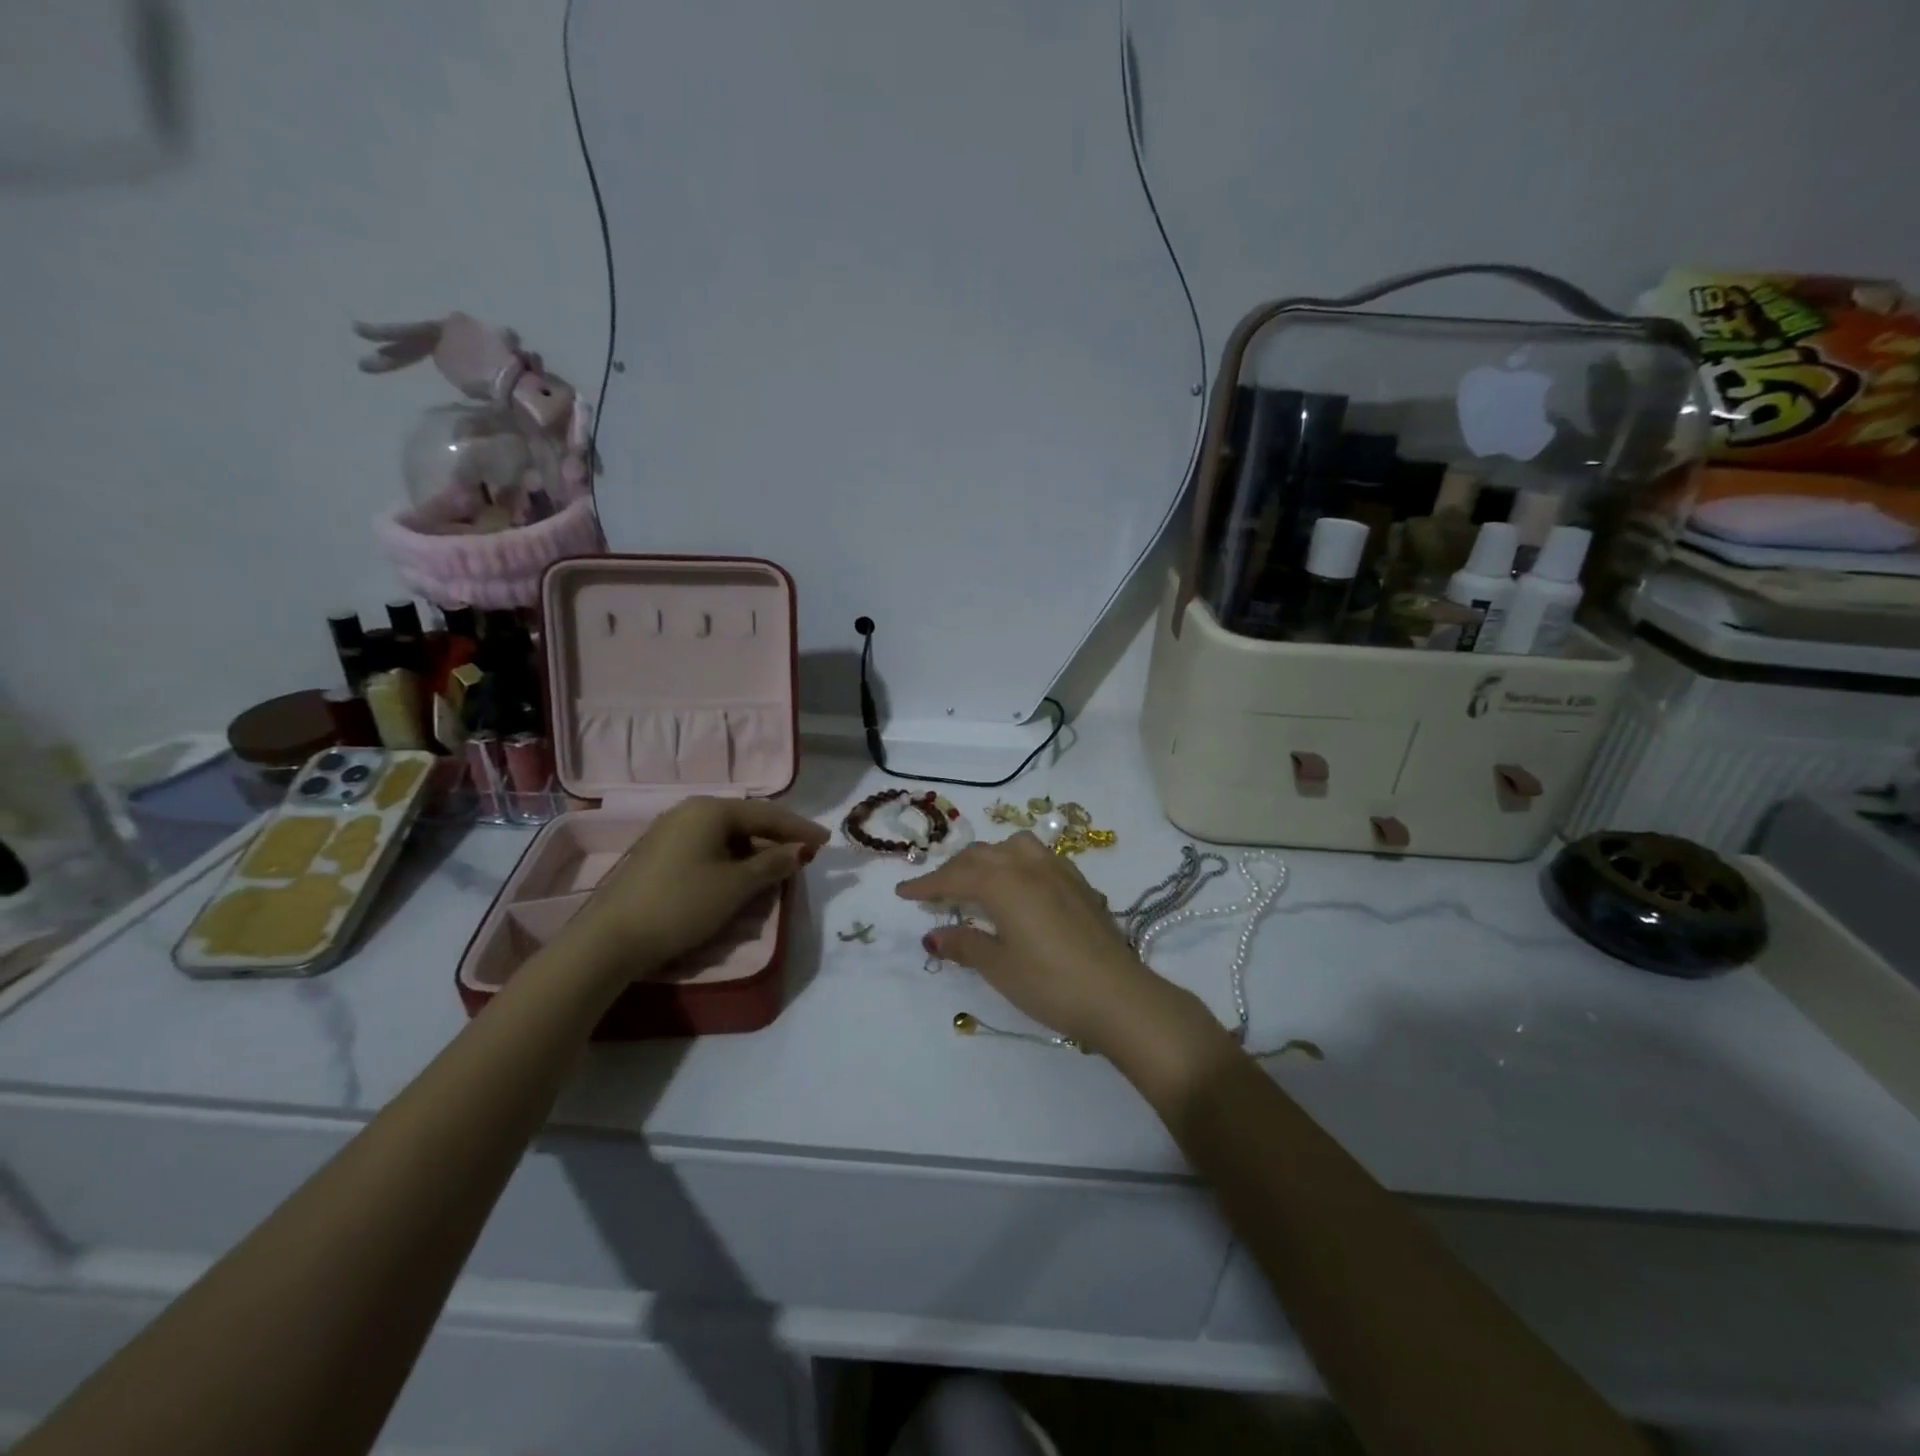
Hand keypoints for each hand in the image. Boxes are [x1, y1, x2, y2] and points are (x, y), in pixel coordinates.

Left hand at [564, 798, 828, 975]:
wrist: (611, 939)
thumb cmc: (681, 904)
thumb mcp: (736, 886)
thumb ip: (772, 864)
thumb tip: (798, 851)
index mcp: (711, 810)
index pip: (767, 813)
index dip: (799, 828)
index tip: (826, 842)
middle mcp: (690, 811)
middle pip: (746, 820)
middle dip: (777, 838)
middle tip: (803, 856)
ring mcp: (671, 831)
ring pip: (726, 835)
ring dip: (755, 851)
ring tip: (777, 869)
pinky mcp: (659, 853)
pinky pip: (708, 847)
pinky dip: (732, 858)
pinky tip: (741, 876)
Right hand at [896, 833, 1187, 1055]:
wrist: (1119, 995)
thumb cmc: (1050, 984)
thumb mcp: (999, 967)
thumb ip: (965, 944)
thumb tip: (933, 936)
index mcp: (1003, 882)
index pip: (954, 877)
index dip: (926, 885)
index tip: (902, 893)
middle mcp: (1028, 866)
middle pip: (981, 856)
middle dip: (953, 871)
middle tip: (934, 893)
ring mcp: (1059, 871)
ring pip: (1013, 847)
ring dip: (989, 858)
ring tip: (979, 882)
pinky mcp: (1080, 884)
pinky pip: (1039, 858)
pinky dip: (1017, 864)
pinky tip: (1021, 889)